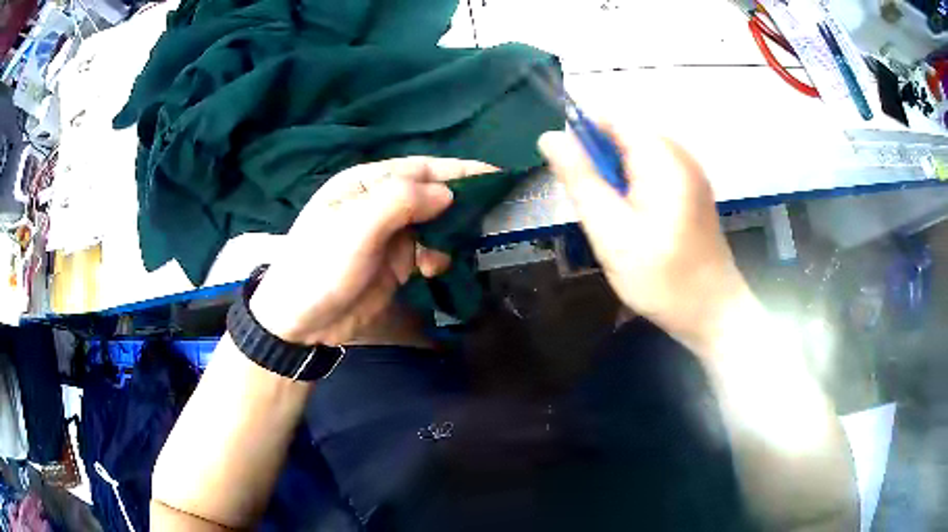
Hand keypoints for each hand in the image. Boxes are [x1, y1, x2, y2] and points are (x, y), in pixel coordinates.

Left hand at [249, 157, 495, 345]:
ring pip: (434, 224)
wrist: (299, 322)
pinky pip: (429, 251)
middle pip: (431, 195)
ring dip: (449, 235)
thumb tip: (447, 193)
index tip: (498, 176)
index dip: (459, 170)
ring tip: (453, 251)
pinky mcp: (395, 264)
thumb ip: (401, 201)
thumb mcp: (355, 227)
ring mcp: (389, 235)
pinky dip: (439, 257)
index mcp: (366, 183)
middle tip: (491, 217)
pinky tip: (434, 269)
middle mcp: (380, 203)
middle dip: (459, 204)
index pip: (421, 168)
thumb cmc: (321, 267)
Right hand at [539, 122, 749, 349]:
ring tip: (615, 221)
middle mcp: (680, 155)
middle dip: (600, 162)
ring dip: (616, 178)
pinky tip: (636, 224)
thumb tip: (549, 136)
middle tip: (596, 209)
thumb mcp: (611, 232)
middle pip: (625, 135)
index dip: (582, 134)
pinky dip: (634, 189)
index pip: (612, 117)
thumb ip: (580, 180)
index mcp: (662, 157)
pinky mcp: (693, 191)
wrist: (713, 313)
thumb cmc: (663, 279)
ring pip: (637, 156)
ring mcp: (690, 173)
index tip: (570, 173)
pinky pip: (653, 173)